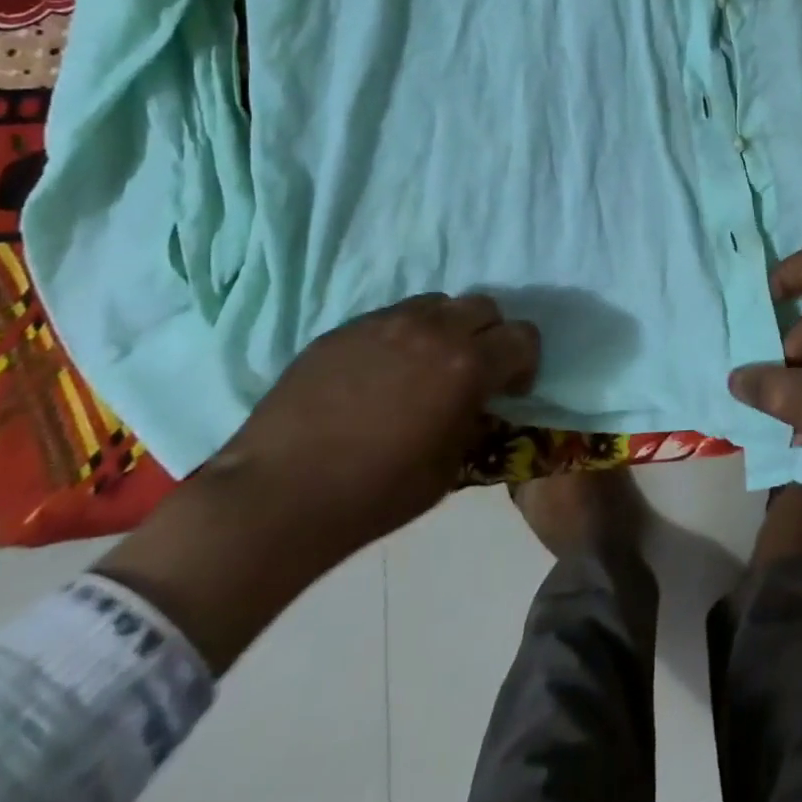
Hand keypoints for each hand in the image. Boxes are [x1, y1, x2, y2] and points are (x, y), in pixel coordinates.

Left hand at [213, 291, 540, 551]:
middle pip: (485, 307)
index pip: (523, 337)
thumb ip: (475, 419)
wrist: (275, 497)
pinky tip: (379, 374)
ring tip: (425, 366)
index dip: (525, 363)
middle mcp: (433, 330)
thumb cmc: (373, 494)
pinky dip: (403, 336)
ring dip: (446, 328)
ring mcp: (385, 323)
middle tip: (472, 372)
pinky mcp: (346, 328)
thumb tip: (480, 402)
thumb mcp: (448, 467)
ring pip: (438, 303)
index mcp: (467, 365)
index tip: (509, 390)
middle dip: (490, 336)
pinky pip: (392, 317)